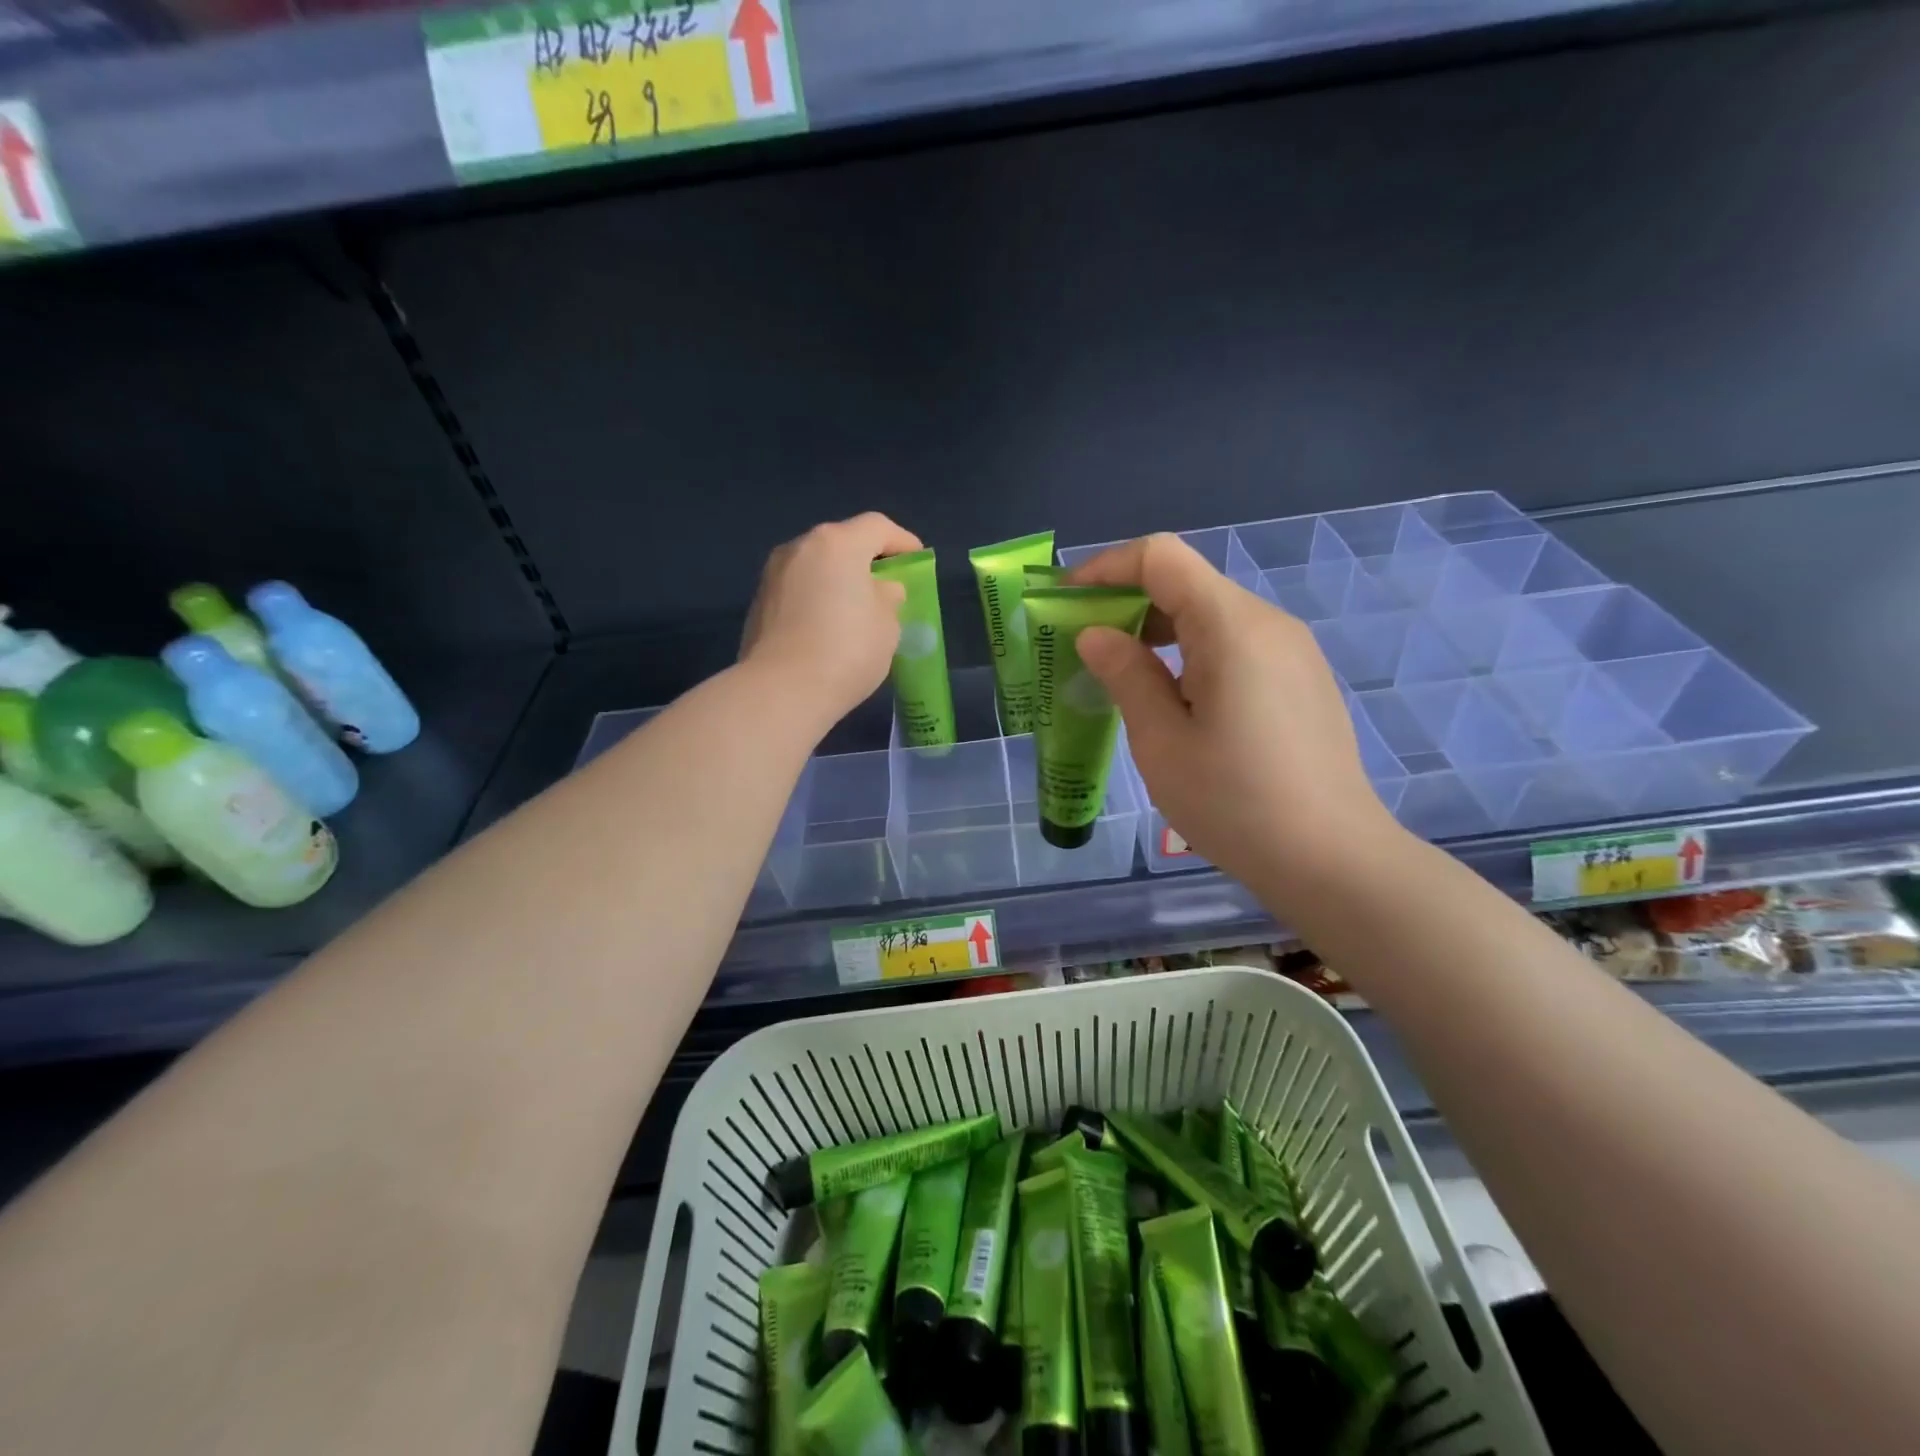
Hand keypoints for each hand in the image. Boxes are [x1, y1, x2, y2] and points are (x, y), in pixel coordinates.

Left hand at [741, 512, 922, 733]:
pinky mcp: (758, 604)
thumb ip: (888, 598)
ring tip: (857, 610)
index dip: (902, 541)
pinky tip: (828, 628)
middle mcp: (800, 548)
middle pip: (842, 543)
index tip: (917, 560)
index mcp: (837, 544)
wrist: (781, 690)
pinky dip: (817, 599)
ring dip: (839, 580)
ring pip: (816, 567)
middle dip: (867, 560)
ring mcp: (773, 575)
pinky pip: (798, 591)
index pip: (877, 527)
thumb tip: (880, 590)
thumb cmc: (847, 650)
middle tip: (887, 586)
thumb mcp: (887, 625)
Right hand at [1069, 533, 1401, 899]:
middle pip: (1186, 582)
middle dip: (1125, 602)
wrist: (1333, 860)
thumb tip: (1095, 634)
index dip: (1106, 568)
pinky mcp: (1299, 678)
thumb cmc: (1235, 803)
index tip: (1066, 603)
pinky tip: (1173, 698)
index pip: (1161, 558)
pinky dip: (1190, 651)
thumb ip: (1125, 675)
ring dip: (1157, 630)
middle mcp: (1267, 622)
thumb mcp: (1161, 742)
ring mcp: (1291, 650)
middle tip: (1082, 648)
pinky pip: (1235, 643)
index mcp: (1231, 627)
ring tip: (1120, 675)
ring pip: (1210, 613)